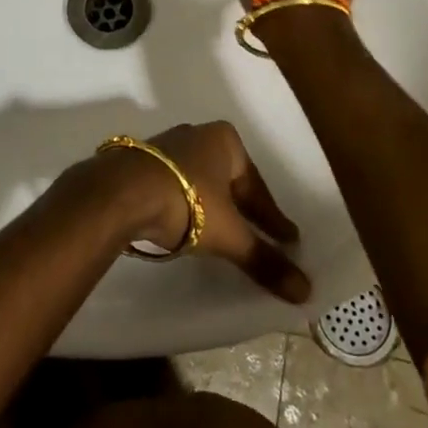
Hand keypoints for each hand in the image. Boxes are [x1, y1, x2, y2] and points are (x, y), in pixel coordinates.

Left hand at [99, 122, 310, 303]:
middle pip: (229, 180)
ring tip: (222, 231)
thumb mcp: (229, 235)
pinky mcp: (141, 162)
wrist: (120, 193)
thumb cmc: (186, 202)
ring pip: (200, 180)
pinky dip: (185, 204)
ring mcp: (166, 146)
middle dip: (242, 207)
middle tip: (259, 235)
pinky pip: (175, 185)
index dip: (272, 217)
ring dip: (212, 204)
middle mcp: (197, 135)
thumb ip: (264, 259)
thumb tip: (306, 291)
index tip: (288, 238)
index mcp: (225, 141)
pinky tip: (185, 222)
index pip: (257, 186)